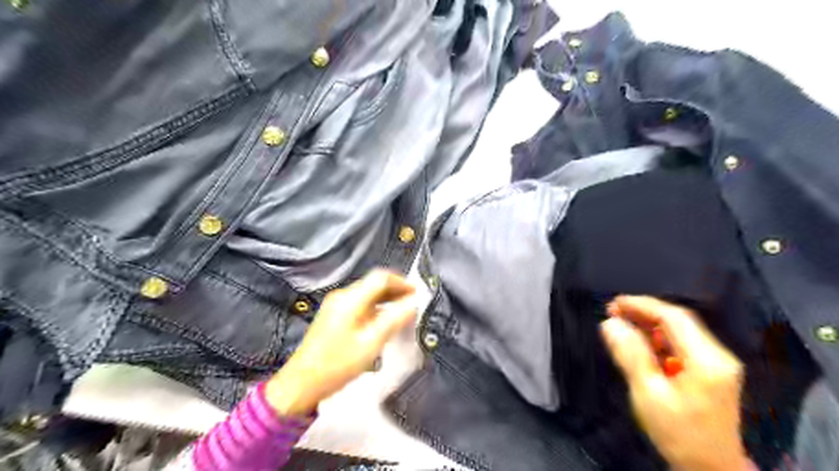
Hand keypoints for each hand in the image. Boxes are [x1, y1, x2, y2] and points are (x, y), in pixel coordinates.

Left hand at [266, 268, 415, 414]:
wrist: (301, 383)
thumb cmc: (338, 364)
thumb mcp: (371, 343)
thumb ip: (394, 320)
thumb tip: (413, 303)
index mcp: (350, 299)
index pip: (381, 278)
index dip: (401, 282)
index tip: (417, 294)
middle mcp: (342, 295)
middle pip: (373, 284)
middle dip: (395, 291)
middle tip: (413, 303)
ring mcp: (335, 305)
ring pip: (367, 293)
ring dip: (386, 299)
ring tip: (403, 312)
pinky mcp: (333, 315)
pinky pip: (360, 303)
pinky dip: (376, 307)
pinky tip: (384, 321)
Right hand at [601, 296, 750, 469]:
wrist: (711, 470)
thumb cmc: (679, 434)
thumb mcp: (648, 394)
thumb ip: (630, 355)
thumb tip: (610, 323)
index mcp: (706, 360)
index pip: (673, 317)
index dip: (641, 305)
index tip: (614, 304)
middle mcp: (717, 356)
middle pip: (678, 321)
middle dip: (644, 312)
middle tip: (613, 311)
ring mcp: (716, 364)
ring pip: (679, 332)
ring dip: (649, 324)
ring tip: (621, 323)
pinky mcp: (710, 372)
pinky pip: (681, 345)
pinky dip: (657, 338)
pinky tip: (639, 342)